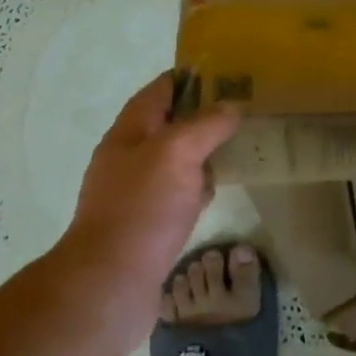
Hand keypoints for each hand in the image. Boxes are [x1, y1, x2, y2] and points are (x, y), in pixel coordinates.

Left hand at [51, 74, 240, 351]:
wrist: (111, 283)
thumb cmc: (142, 208)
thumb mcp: (177, 153)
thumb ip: (205, 125)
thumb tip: (230, 106)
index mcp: (129, 132)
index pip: (160, 90)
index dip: (191, 77)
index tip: (228, 72)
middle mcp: (129, 157)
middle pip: (169, 124)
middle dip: (203, 114)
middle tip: (244, 110)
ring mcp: (137, 193)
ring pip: (176, 160)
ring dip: (204, 151)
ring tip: (241, 144)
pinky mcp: (148, 224)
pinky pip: (178, 193)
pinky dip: (199, 186)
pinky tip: (219, 190)